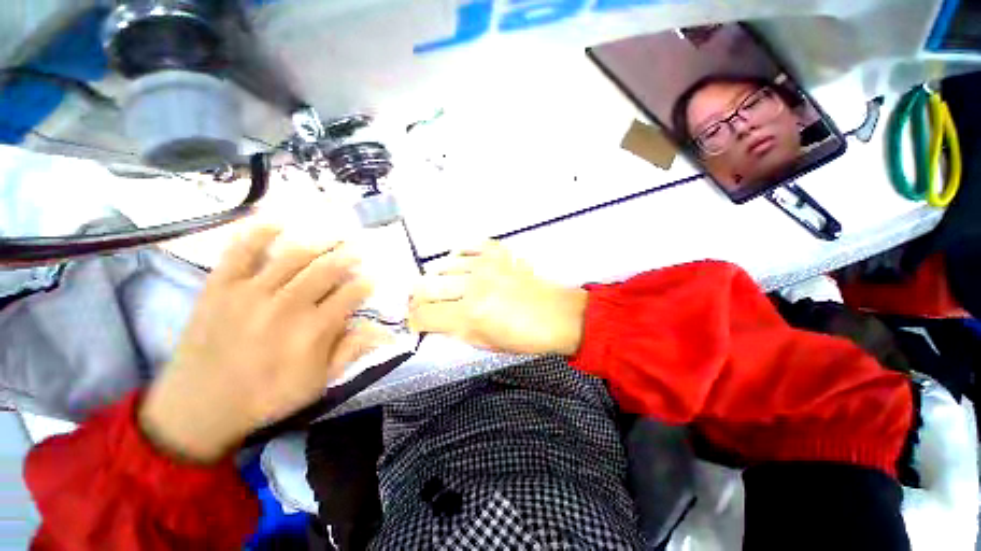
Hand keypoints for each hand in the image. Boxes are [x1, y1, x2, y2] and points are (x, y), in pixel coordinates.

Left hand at [139, 225, 379, 462]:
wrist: (200, 405)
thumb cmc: (268, 395)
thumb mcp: (319, 382)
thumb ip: (352, 352)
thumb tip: (385, 332)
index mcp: (313, 330)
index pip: (350, 295)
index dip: (365, 284)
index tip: (372, 279)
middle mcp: (287, 305)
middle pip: (326, 270)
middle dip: (347, 257)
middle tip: (357, 250)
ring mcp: (250, 292)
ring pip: (292, 256)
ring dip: (318, 242)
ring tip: (332, 235)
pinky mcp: (220, 286)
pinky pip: (240, 251)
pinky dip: (258, 233)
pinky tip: (278, 221)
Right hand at [408, 241, 586, 354]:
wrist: (557, 315)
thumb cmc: (524, 337)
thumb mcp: (485, 343)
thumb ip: (454, 331)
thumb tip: (433, 321)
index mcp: (470, 316)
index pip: (425, 315)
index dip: (415, 321)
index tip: (416, 322)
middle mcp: (473, 286)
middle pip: (426, 287)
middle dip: (417, 299)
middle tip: (421, 304)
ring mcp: (485, 265)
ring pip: (442, 266)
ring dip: (436, 278)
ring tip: (440, 285)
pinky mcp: (497, 252)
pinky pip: (466, 247)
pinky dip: (457, 256)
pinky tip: (459, 265)